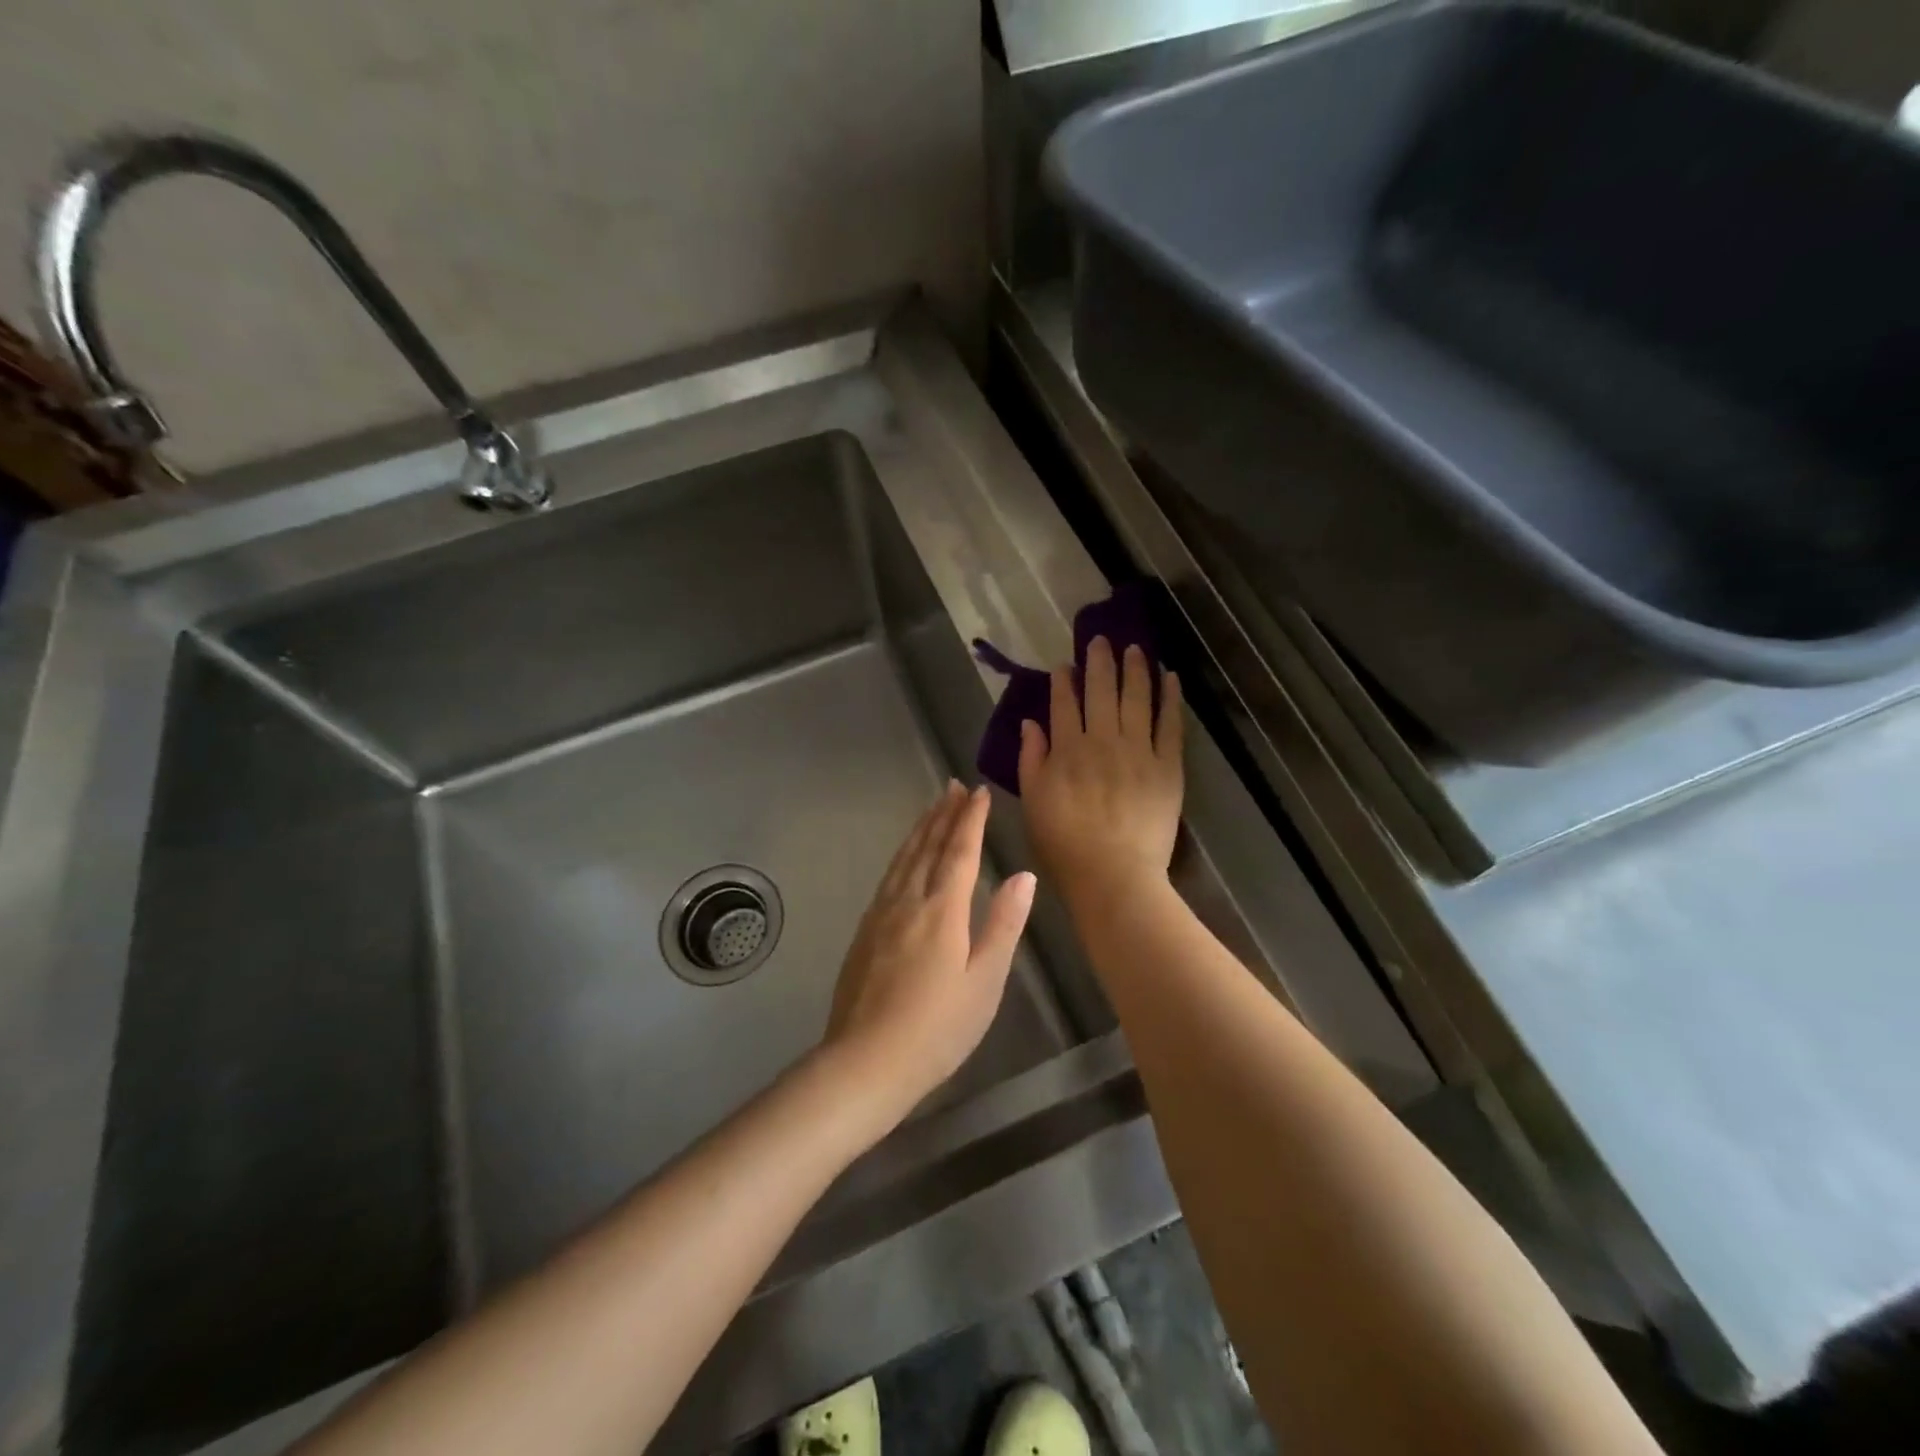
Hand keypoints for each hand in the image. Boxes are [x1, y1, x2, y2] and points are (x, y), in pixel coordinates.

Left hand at [822, 782, 1035, 1124]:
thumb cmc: (937, 1029)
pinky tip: (904, 858)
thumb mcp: (984, 982)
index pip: (959, 851)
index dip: (970, 819)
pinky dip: (901, 855)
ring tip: (931, 807)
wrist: (865, 1062)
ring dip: (920, 829)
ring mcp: (880, 915)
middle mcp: (908, 901)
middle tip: (953, 786)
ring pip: (903, 858)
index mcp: (942, 910)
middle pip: (928, 847)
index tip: (978, 792)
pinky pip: (888, 876)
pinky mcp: (864, 931)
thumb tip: (1023, 875)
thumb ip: (1004, 925)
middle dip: (943, 814)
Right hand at [1018, 638, 1183, 911]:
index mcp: (1067, 749)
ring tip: (1135, 647)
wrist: (1114, 876)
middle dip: (1100, 662)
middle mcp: (1103, 740)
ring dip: (1135, 669)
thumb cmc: (1065, 845)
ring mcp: (1139, 751)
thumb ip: (1031, 760)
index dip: (1064, 681)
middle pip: (1101, 691)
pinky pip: (1171, 724)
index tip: (1065, 665)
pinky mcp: (1168, 766)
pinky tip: (1170, 677)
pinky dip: (1171, 698)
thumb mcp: (1033, 803)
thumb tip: (1030, 723)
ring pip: (1137, 698)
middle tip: (1101, 640)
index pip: (1064, 704)